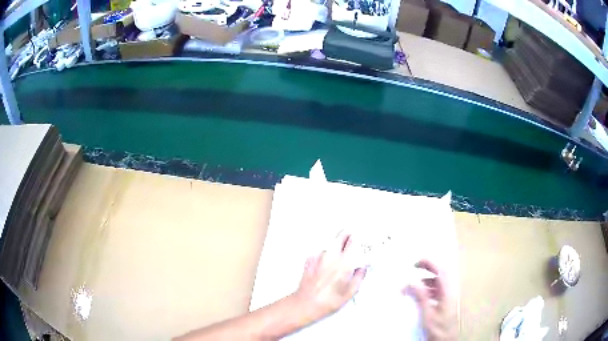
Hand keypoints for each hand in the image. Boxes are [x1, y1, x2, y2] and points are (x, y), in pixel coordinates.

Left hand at [292, 232, 366, 322]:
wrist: (304, 304)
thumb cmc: (328, 301)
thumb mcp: (350, 293)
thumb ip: (359, 277)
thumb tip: (362, 268)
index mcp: (343, 263)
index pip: (354, 241)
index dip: (360, 239)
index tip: (364, 240)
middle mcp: (331, 256)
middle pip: (340, 236)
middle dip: (348, 236)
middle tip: (352, 240)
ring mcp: (318, 256)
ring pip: (331, 244)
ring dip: (337, 246)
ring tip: (340, 255)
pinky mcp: (309, 260)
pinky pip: (321, 252)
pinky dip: (325, 254)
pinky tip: (326, 264)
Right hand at [405, 259, 456, 340]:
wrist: (446, 340)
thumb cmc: (437, 328)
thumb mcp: (427, 314)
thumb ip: (421, 297)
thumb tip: (412, 280)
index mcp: (447, 292)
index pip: (440, 270)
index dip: (429, 263)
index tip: (415, 264)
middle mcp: (449, 291)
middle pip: (440, 274)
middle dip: (427, 269)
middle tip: (413, 269)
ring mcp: (448, 297)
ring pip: (437, 282)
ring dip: (425, 281)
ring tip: (411, 287)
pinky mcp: (445, 303)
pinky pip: (436, 291)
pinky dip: (427, 289)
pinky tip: (419, 297)